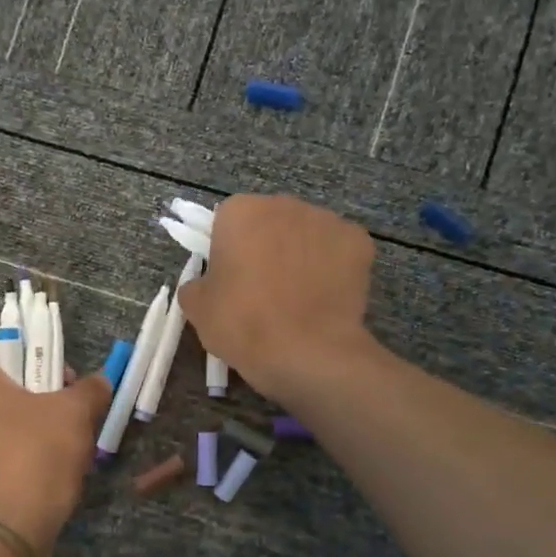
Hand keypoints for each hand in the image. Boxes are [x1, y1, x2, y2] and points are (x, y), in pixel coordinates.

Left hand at [0, 343, 110, 556]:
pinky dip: (17, 454)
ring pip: (0, 421)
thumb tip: (100, 381)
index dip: (41, 357)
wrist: (7, 529)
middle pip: (3, 386)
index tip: (67, 381)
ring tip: (63, 447)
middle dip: (40, 395)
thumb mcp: (75, 412)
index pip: (5, 348)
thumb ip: (90, 388)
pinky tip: (43, 472)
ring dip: (32, 426)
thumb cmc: (36, 453)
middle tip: (71, 414)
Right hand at [179, 194, 378, 401]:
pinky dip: (332, 268)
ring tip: (297, 299)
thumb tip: (207, 283)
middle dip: (266, 247)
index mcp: (241, 211)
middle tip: (262, 291)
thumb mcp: (198, 309)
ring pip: (306, 234)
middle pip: (270, 222)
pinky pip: (338, 251)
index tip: (230, 280)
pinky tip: (325, 299)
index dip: (227, 250)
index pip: (227, 221)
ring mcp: (327, 220)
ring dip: (300, 256)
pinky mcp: (359, 242)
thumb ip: (196, 284)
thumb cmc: (243, 324)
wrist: (307, 352)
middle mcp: (285, 204)